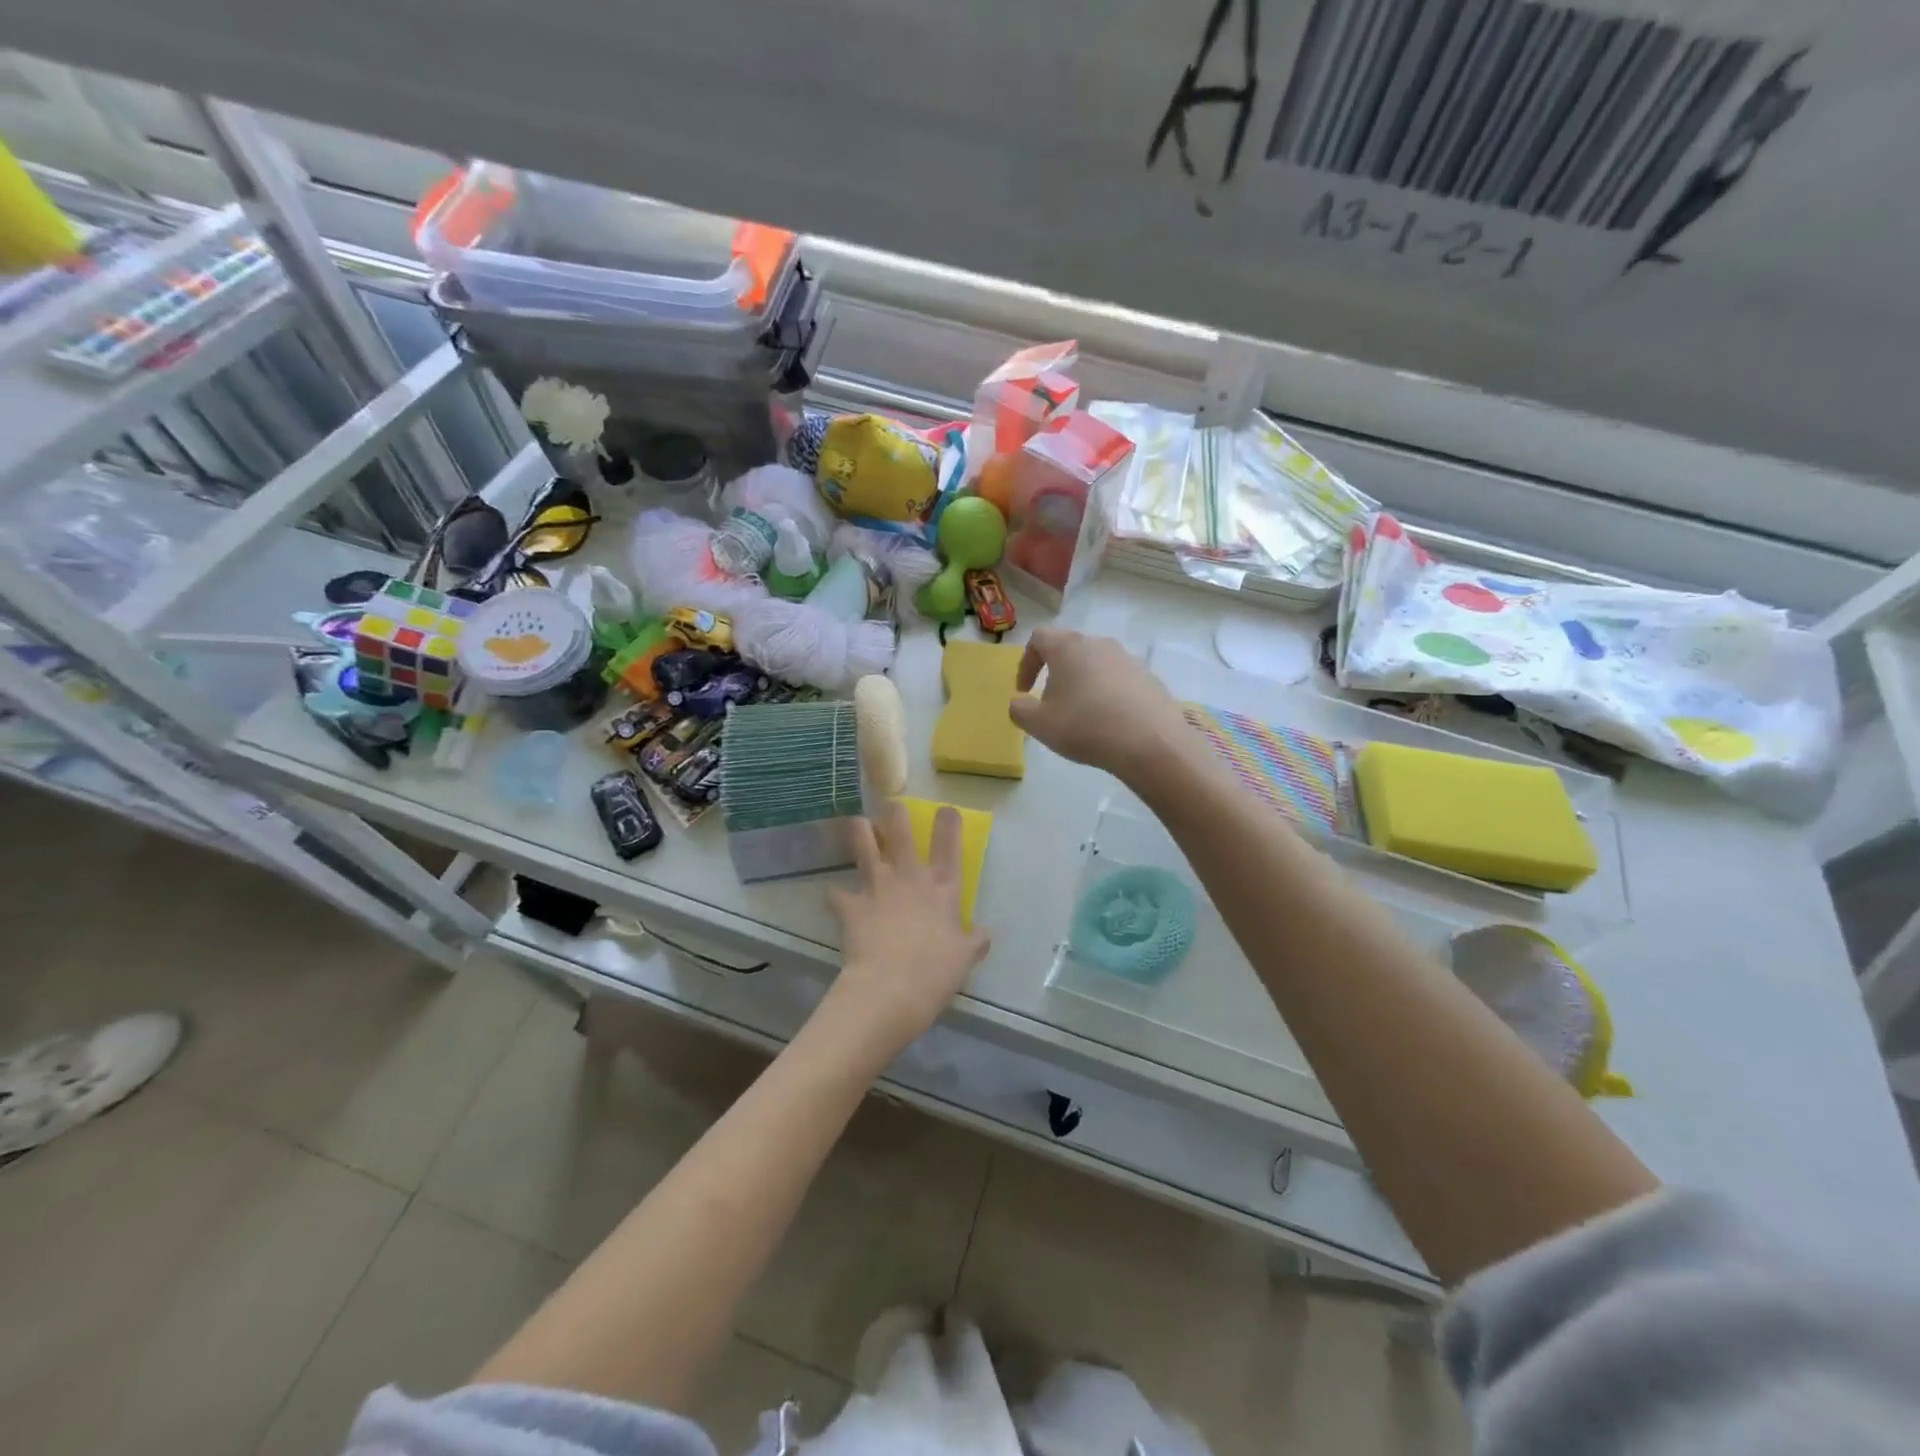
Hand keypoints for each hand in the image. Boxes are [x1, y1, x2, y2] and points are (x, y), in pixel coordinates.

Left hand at [823, 800, 990, 1057]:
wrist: (890, 989)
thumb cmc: (935, 973)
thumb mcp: (965, 958)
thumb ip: (974, 941)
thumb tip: (984, 933)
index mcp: (942, 888)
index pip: (949, 844)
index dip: (948, 822)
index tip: (946, 809)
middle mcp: (909, 877)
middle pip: (900, 830)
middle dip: (895, 812)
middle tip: (891, 805)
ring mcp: (877, 886)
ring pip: (864, 844)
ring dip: (860, 832)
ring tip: (857, 824)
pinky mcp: (850, 905)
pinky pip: (836, 893)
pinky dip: (836, 894)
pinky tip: (834, 896)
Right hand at [1008, 628, 1192, 785]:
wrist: (1151, 742)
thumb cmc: (1085, 726)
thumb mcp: (1039, 724)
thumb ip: (1019, 710)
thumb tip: (1019, 702)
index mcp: (1069, 647)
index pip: (1039, 638)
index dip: (1026, 662)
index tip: (1025, 690)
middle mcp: (1099, 644)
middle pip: (1069, 649)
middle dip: (1055, 673)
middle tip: (1052, 704)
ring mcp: (1128, 659)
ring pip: (1096, 664)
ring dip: (1083, 684)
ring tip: (1082, 715)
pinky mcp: (1149, 678)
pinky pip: (1119, 681)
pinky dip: (1107, 695)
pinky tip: (1110, 723)